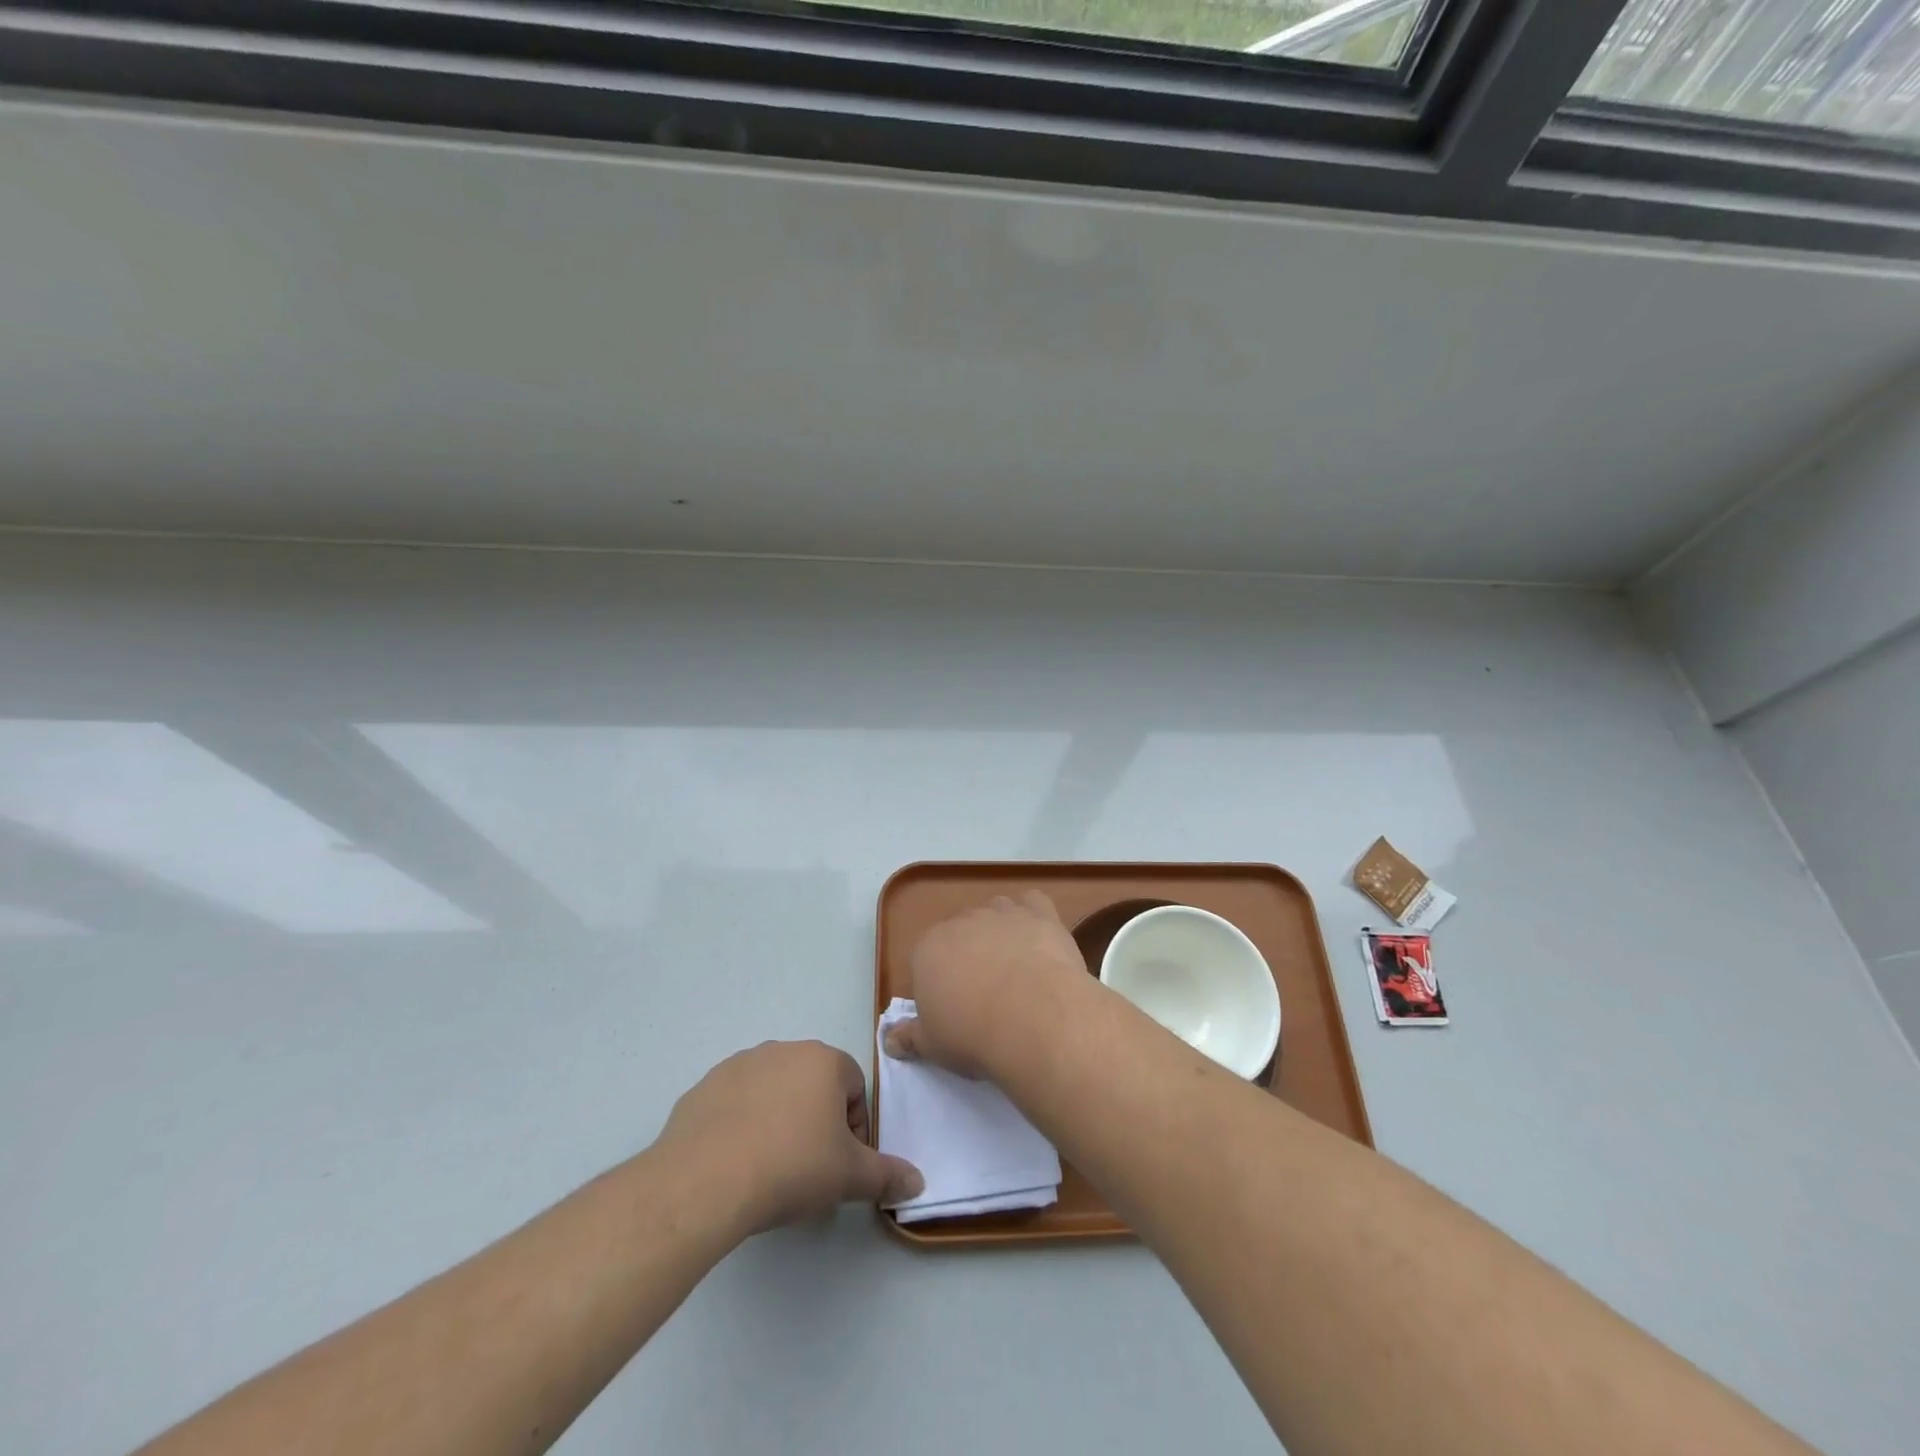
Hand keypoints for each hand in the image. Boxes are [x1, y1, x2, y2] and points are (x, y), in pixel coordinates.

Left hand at [659, 1041, 922, 1232]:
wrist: (705, 1181)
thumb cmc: (791, 1167)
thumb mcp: (849, 1177)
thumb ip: (887, 1176)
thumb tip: (918, 1183)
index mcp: (823, 1061)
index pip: (854, 1087)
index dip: (854, 1128)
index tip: (841, 1165)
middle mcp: (783, 1050)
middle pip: (813, 1086)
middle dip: (816, 1123)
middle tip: (808, 1170)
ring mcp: (739, 1065)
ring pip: (773, 1093)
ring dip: (778, 1122)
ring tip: (769, 1170)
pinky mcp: (703, 1087)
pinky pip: (734, 1105)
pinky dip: (740, 1127)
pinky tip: (735, 1165)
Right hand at [885, 892, 1085, 1076]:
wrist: (1035, 1020)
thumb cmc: (974, 1035)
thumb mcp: (932, 1046)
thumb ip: (909, 1037)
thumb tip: (889, 1039)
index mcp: (928, 948)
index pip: (926, 958)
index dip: (940, 982)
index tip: (954, 1009)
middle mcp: (962, 921)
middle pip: (961, 933)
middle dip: (970, 955)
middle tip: (986, 993)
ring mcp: (1002, 913)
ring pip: (995, 911)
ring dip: (1000, 930)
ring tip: (1016, 966)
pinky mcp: (1040, 914)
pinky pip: (1032, 902)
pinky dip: (1034, 916)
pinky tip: (1040, 939)